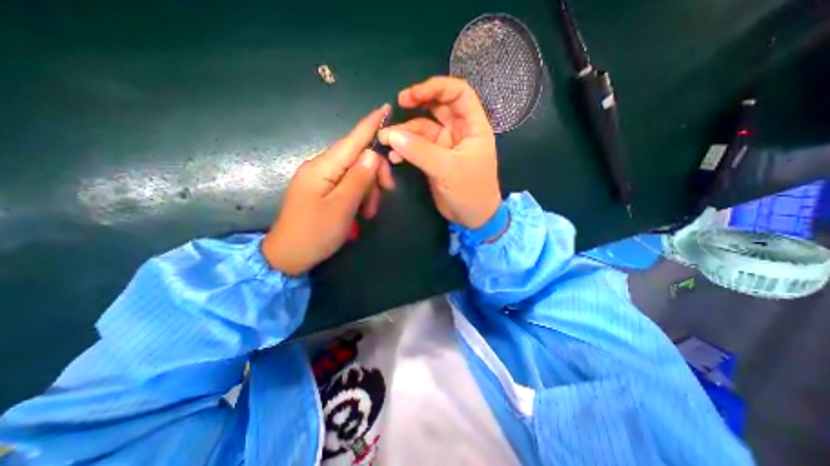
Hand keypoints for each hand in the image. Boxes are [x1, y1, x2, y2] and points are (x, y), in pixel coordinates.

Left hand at [265, 104, 393, 276]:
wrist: (288, 256)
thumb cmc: (315, 233)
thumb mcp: (342, 208)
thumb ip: (358, 179)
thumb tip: (372, 154)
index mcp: (323, 167)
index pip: (352, 140)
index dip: (370, 125)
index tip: (386, 107)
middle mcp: (321, 167)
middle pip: (357, 158)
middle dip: (375, 173)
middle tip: (387, 192)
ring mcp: (321, 179)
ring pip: (355, 173)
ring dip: (368, 189)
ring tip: (369, 212)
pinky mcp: (323, 190)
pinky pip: (348, 184)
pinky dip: (359, 195)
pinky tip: (362, 211)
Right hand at [378, 76, 502, 229]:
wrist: (472, 217)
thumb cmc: (470, 191)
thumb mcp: (447, 169)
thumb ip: (420, 151)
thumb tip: (392, 134)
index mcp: (472, 126)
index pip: (458, 93)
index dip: (436, 87)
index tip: (412, 95)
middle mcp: (458, 131)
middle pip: (437, 107)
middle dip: (417, 104)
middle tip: (397, 106)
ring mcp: (444, 145)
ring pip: (422, 129)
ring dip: (405, 133)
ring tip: (386, 141)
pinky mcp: (434, 159)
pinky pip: (416, 148)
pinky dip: (405, 150)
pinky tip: (394, 157)